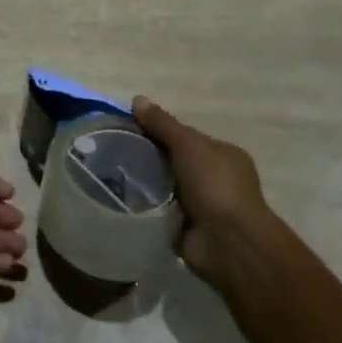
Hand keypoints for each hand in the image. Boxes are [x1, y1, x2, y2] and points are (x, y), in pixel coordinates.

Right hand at [133, 97, 275, 284]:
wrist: (228, 243)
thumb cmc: (215, 185)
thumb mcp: (188, 144)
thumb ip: (162, 124)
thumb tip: (137, 99)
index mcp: (224, 155)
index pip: (186, 138)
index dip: (159, 131)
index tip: (130, 130)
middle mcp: (216, 179)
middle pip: (175, 162)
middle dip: (150, 159)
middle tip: (116, 153)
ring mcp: (203, 206)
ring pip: (167, 188)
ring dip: (147, 185)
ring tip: (112, 175)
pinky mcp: (188, 230)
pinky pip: (162, 213)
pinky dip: (148, 209)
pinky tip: (123, 200)